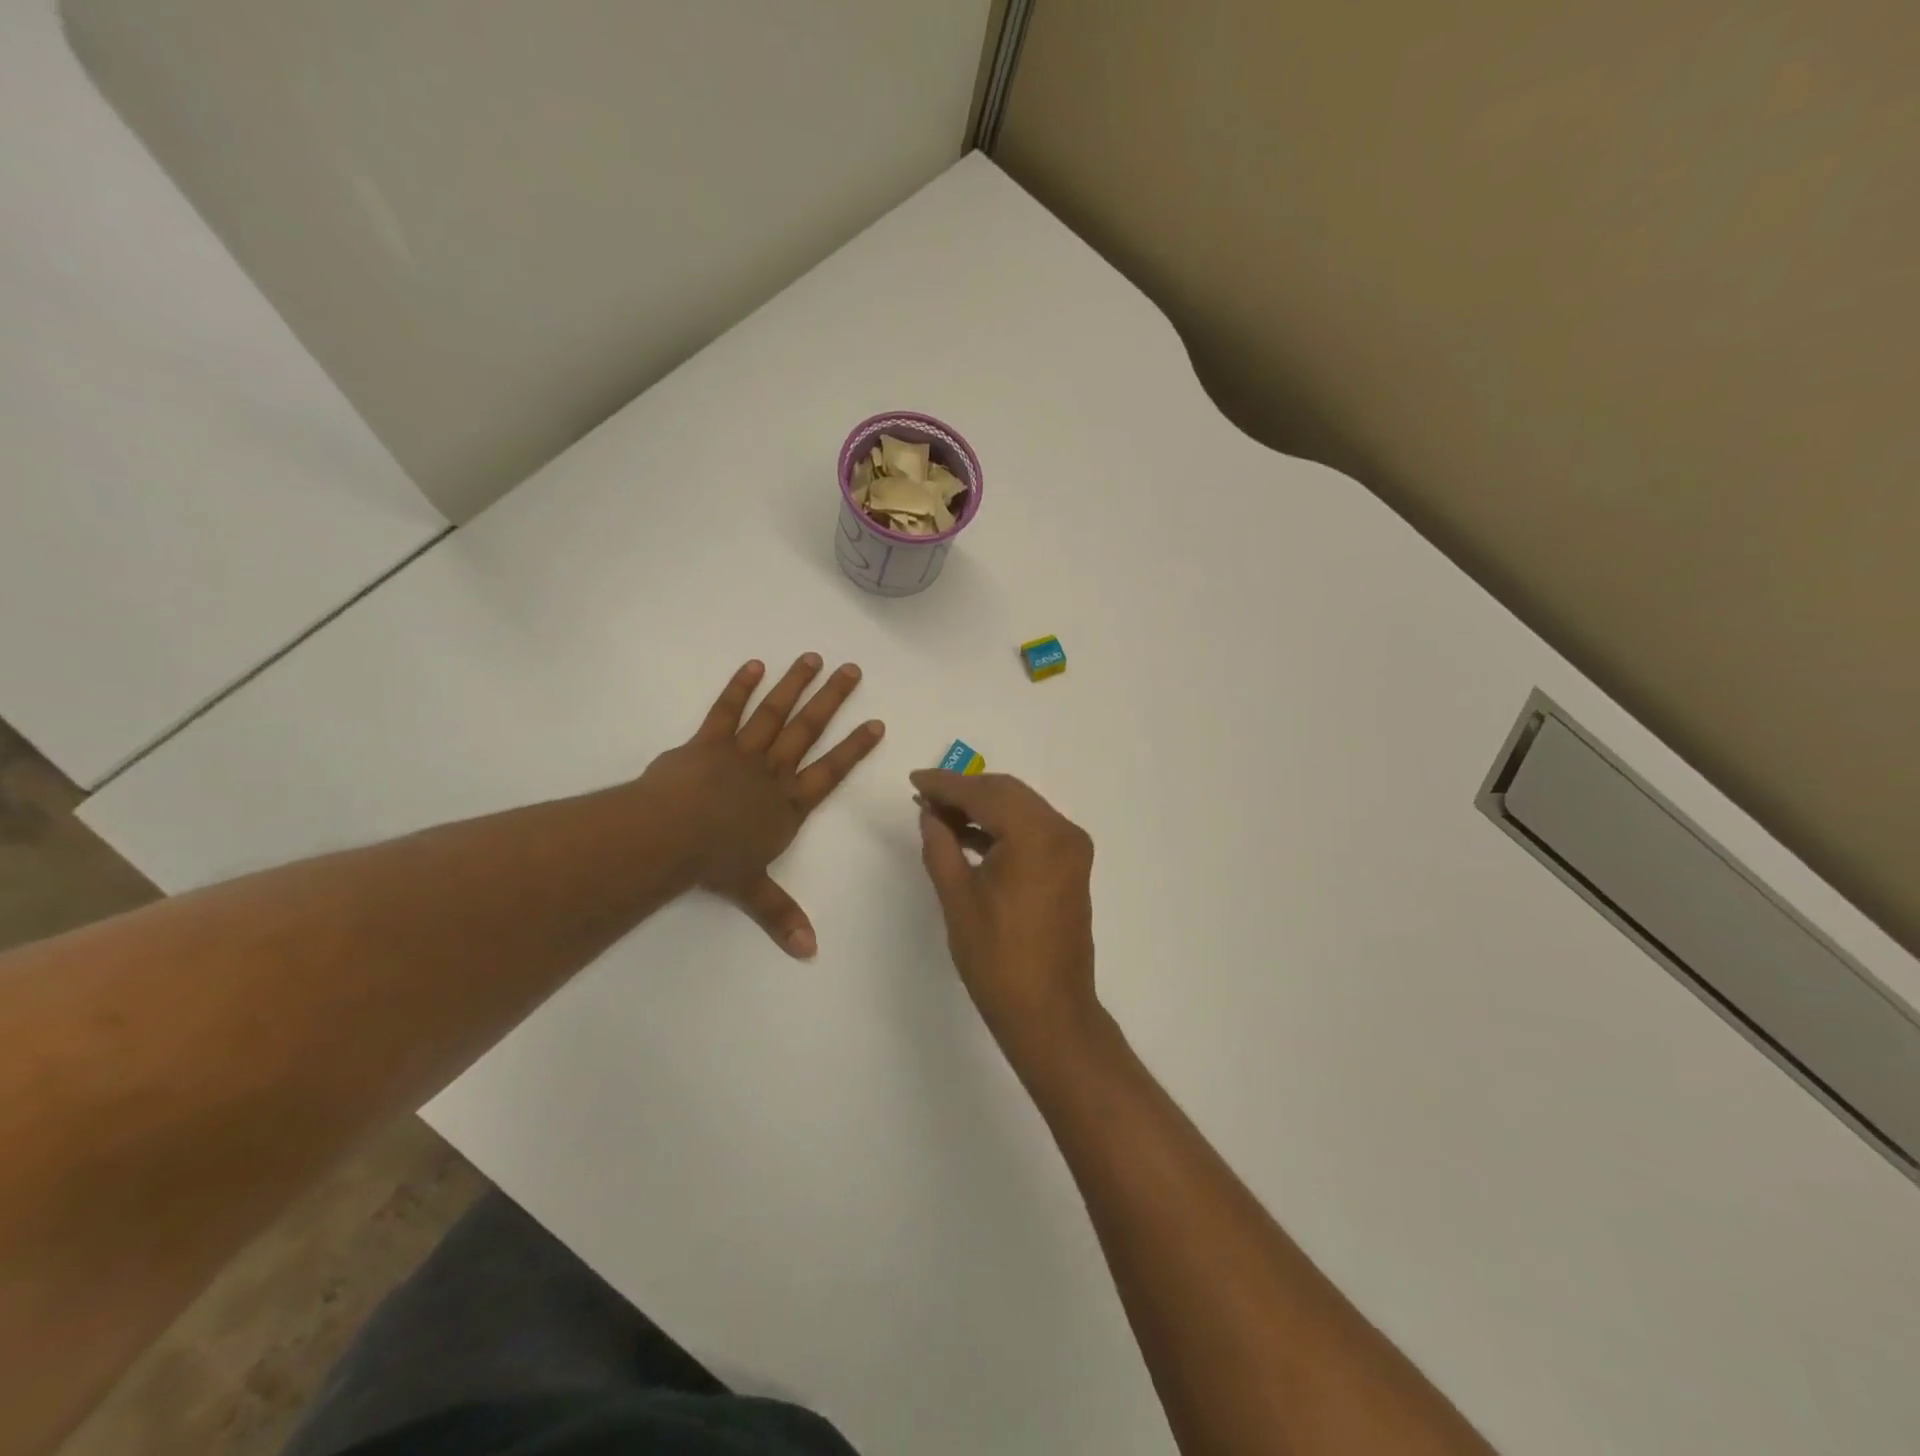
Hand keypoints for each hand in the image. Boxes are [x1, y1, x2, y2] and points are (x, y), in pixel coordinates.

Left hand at [642, 655, 883, 957]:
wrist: (672, 836)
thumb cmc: (717, 862)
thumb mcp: (753, 892)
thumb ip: (782, 916)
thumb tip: (810, 953)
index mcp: (788, 805)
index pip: (830, 772)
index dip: (854, 748)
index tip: (875, 722)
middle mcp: (772, 773)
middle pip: (807, 731)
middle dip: (831, 700)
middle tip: (852, 669)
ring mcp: (740, 753)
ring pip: (774, 714)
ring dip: (794, 685)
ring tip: (812, 658)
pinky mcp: (707, 742)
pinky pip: (725, 711)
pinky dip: (739, 687)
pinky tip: (753, 665)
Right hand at [910, 771, 1097, 1048]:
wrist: (1049, 1011)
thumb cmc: (998, 958)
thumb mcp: (958, 898)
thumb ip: (941, 846)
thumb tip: (930, 813)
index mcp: (1037, 835)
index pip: (985, 793)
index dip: (946, 784)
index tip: (914, 780)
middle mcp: (1062, 831)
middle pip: (1007, 793)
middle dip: (964, 791)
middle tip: (925, 796)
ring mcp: (1072, 849)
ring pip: (1021, 808)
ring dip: (983, 807)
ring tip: (940, 815)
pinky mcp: (1071, 866)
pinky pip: (1033, 830)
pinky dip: (1003, 827)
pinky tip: (969, 835)